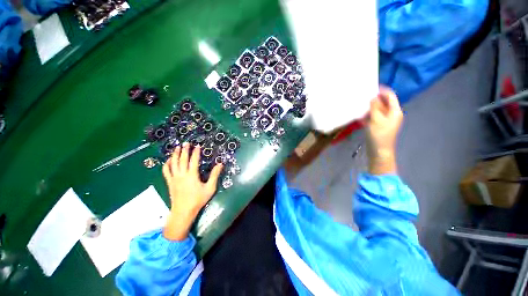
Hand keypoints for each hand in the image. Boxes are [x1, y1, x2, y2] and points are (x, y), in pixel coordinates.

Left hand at [162, 143, 222, 240]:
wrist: (183, 211)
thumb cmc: (198, 199)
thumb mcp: (210, 188)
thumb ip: (214, 175)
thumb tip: (220, 164)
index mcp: (192, 175)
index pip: (194, 160)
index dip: (196, 152)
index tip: (197, 146)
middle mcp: (182, 174)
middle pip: (182, 159)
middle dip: (184, 150)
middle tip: (186, 143)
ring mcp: (174, 178)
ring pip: (173, 163)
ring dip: (175, 154)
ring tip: (177, 148)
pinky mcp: (169, 182)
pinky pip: (166, 171)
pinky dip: (167, 164)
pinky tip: (169, 160)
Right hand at [366, 87, 402, 174]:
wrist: (378, 152)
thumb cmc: (379, 135)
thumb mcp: (376, 120)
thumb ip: (374, 107)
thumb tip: (372, 97)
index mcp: (395, 111)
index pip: (390, 96)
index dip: (381, 90)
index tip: (370, 87)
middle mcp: (391, 114)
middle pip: (383, 103)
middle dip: (373, 99)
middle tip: (361, 96)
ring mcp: (384, 121)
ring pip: (376, 110)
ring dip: (368, 107)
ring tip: (358, 104)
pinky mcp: (378, 126)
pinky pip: (372, 117)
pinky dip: (367, 115)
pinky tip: (359, 115)